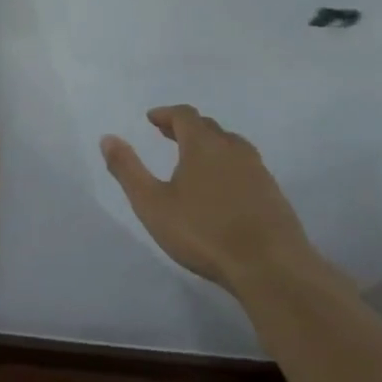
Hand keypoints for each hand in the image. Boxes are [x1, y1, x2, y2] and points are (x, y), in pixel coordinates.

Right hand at [101, 105, 311, 292]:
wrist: (270, 267)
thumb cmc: (203, 232)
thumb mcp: (152, 203)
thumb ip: (128, 169)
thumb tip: (108, 138)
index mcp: (203, 145)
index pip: (185, 115)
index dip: (166, 114)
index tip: (152, 119)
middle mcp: (233, 149)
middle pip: (209, 127)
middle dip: (186, 127)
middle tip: (167, 135)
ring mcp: (258, 171)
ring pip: (231, 146)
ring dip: (209, 145)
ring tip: (194, 159)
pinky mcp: (273, 193)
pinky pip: (245, 166)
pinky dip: (227, 165)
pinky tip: (222, 188)